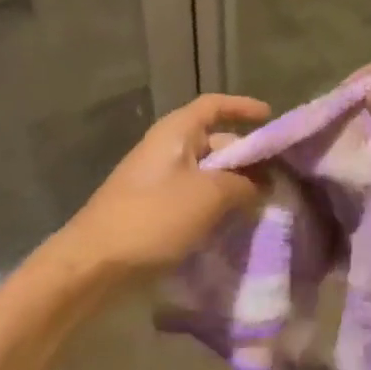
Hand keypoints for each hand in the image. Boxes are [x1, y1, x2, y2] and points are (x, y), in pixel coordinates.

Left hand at [60, 93, 271, 280]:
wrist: (94, 263)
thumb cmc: (153, 217)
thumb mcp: (208, 196)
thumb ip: (242, 184)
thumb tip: (261, 184)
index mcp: (176, 131)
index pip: (214, 105)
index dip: (242, 107)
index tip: (271, 118)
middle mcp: (166, 148)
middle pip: (213, 140)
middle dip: (244, 157)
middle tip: (276, 177)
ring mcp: (156, 179)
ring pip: (204, 172)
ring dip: (231, 185)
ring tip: (261, 204)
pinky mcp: (152, 209)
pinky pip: (192, 196)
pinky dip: (213, 204)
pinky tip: (232, 225)